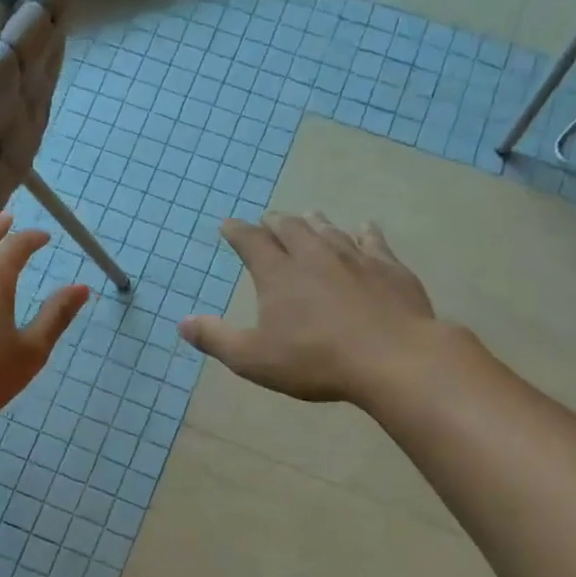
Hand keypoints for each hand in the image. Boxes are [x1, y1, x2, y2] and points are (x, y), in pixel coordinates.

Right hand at [179, 212, 466, 406]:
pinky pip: (372, 240)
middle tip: (268, 220)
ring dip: (314, 222)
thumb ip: (216, 338)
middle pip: (291, 228)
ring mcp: (354, 257)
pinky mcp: (388, 267)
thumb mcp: (253, 358)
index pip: (251, 242)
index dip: (237, 232)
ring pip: (329, 229)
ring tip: (308, 215)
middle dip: (275, 222)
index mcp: (278, 274)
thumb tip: (182, 323)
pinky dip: (363, 231)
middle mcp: (314, 255)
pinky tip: (364, 228)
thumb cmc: (315, 361)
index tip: (228, 225)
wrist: (392, 358)